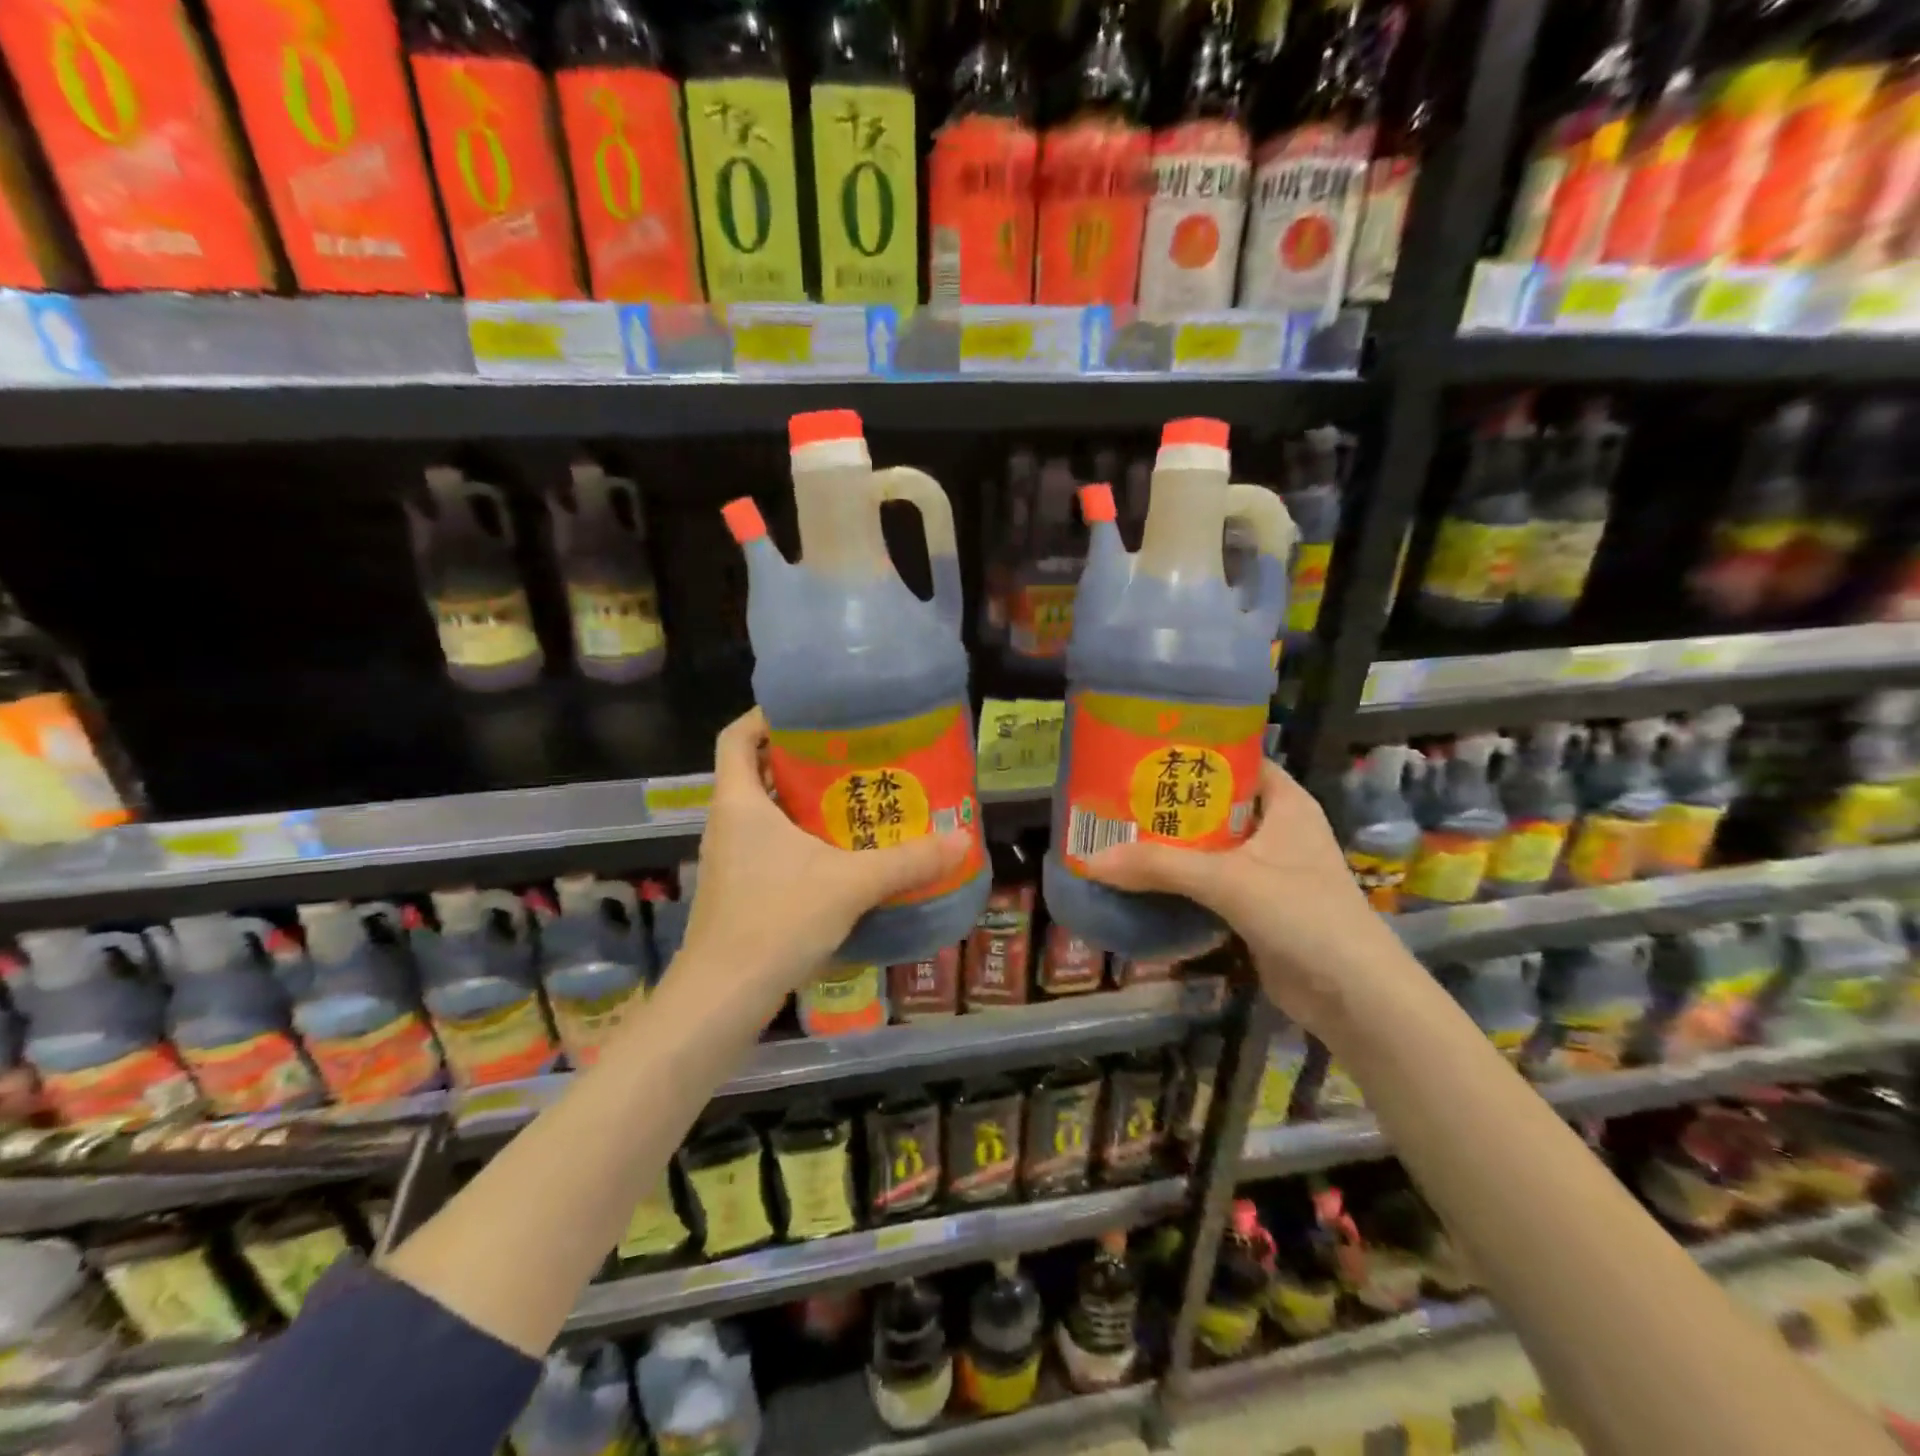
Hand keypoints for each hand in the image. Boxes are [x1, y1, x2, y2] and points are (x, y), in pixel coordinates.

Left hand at [676, 709, 972, 1006]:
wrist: (722, 998)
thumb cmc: (775, 920)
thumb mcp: (849, 885)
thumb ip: (907, 861)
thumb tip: (962, 840)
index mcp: (739, 802)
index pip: (737, 736)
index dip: (766, 715)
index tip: (811, 713)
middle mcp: (727, 823)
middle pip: (756, 771)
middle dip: (800, 759)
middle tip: (853, 755)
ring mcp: (729, 859)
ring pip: (764, 812)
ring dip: (802, 802)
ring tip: (854, 800)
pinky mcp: (739, 890)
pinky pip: (769, 846)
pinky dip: (800, 839)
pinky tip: (840, 856)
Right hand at [1083, 760, 1410, 1030]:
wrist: (1354, 998)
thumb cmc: (1303, 915)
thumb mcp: (1228, 880)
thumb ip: (1159, 867)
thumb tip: (1090, 859)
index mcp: (1286, 804)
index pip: (1237, 761)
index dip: (1196, 752)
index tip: (1146, 750)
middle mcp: (1278, 830)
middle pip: (1216, 805)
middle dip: (1171, 803)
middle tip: (1118, 794)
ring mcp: (1268, 872)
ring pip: (1210, 847)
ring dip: (1171, 846)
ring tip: (1118, 832)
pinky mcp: (1256, 908)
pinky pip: (1210, 884)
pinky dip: (1180, 882)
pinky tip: (1140, 880)